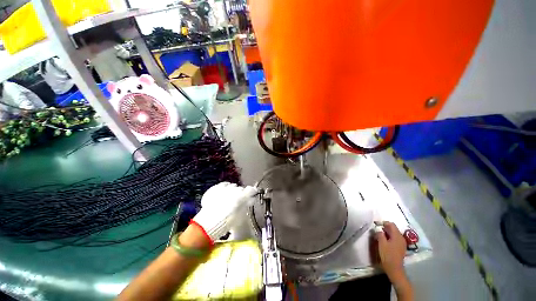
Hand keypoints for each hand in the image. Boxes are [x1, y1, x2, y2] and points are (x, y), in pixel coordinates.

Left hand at [192, 182, 256, 243]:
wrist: (210, 221)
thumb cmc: (228, 221)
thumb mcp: (241, 215)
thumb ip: (246, 205)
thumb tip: (250, 200)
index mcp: (243, 195)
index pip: (251, 190)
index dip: (252, 192)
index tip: (251, 196)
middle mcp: (235, 189)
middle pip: (241, 189)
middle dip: (240, 193)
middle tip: (238, 201)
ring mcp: (225, 187)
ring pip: (232, 186)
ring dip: (232, 190)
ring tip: (228, 198)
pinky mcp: (216, 187)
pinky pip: (223, 185)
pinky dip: (224, 188)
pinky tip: (222, 193)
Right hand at [375, 221, 406, 280]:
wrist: (394, 269)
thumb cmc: (387, 255)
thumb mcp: (381, 243)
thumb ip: (380, 234)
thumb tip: (379, 229)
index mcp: (397, 236)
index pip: (391, 224)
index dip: (383, 223)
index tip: (376, 224)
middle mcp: (401, 238)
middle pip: (393, 229)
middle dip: (385, 228)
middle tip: (376, 230)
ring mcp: (402, 243)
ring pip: (394, 234)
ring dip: (387, 233)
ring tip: (379, 235)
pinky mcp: (401, 247)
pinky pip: (395, 238)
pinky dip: (390, 237)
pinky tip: (384, 241)